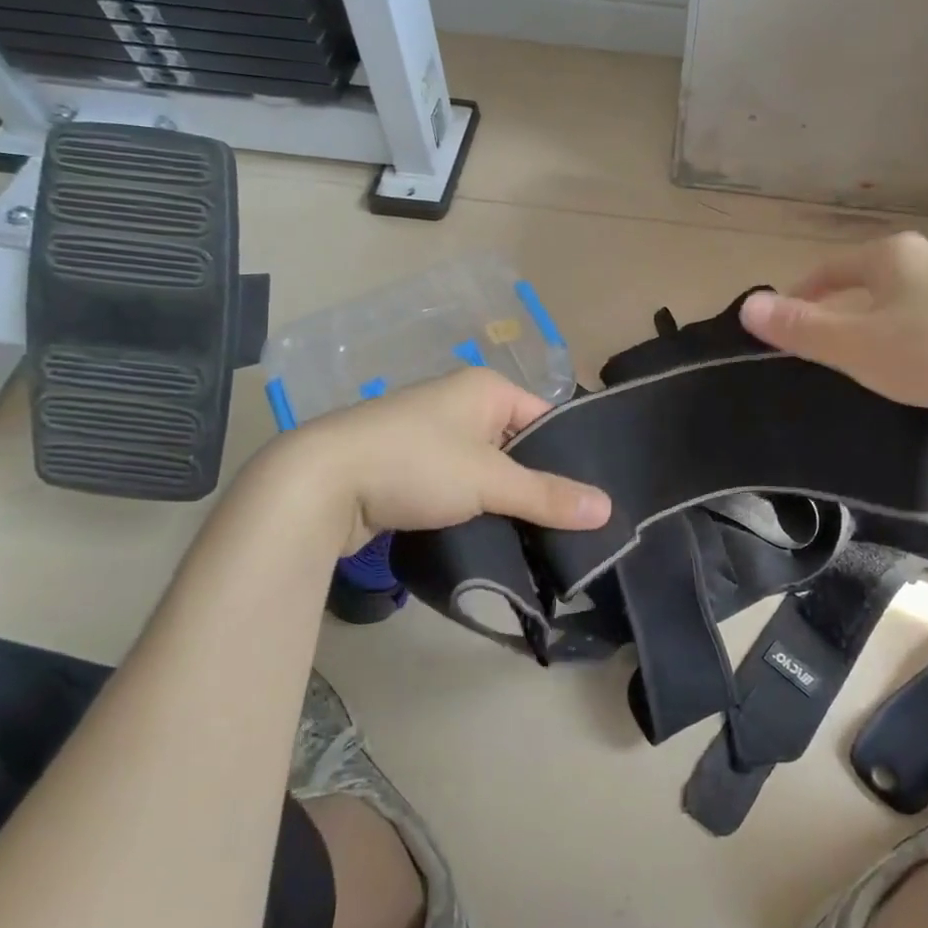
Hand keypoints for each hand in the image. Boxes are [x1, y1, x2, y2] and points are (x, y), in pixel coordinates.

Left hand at [268, 369, 610, 554]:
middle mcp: (461, 402)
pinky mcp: (407, 466)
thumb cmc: (415, 463)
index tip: (587, 501)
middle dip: (535, 484)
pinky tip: (488, 536)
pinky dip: (472, 507)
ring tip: (534, 539)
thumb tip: (608, 509)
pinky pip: (456, 484)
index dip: (568, 457)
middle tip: (567, 527)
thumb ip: (547, 495)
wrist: (319, 483)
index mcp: (486, 388)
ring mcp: (431, 434)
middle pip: (517, 446)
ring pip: (486, 470)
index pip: (546, 419)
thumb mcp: (489, 480)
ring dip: (502, 501)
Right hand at [737, 232, 927, 423]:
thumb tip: (748, 306)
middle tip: (828, 343)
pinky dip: (922, 333)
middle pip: (870, 279)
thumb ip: (801, 328)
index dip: (803, 293)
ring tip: (876, 356)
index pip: (830, 268)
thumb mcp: (856, 345)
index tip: (788, 321)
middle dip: (845, 306)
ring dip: (885, 320)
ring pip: (909, 297)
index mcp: (890, 256)